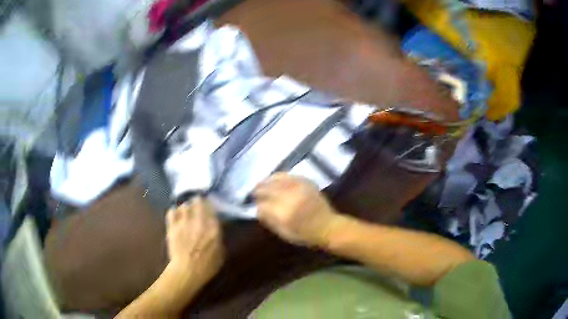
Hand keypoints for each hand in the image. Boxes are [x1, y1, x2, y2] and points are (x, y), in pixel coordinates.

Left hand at [166, 197, 223, 283]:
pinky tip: (176, 216)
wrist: (187, 271)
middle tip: (198, 205)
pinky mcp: (172, 226)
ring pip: (184, 205)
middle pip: (198, 201)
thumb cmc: (207, 266)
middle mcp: (199, 221)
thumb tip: (217, 229)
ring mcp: (184, 222)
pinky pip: (171, 211)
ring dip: (186, 207)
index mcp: (213, 227)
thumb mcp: (221, 253)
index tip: (210, 207)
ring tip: (186, 212)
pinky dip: (174, 212)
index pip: (212, 208)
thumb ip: (219, 238)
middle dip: (198, 201)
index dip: (210, 205)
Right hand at [254, 173, 341, 246]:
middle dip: (259, 190)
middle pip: (268, 189)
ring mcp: (299, 188)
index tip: (254, 204)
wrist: (328, 226)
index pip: (263, 205)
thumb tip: (257, 210)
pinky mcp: (306, 182)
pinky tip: (274, 178)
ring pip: (277, 180)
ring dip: (266, 181)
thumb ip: (269, 221)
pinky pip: (288, 175)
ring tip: (261, 183)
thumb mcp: (284, 233)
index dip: (257, 204)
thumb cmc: (305, 234)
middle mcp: (290, 198)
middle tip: (253, 192)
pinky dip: (279, 176)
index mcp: (284, 214)